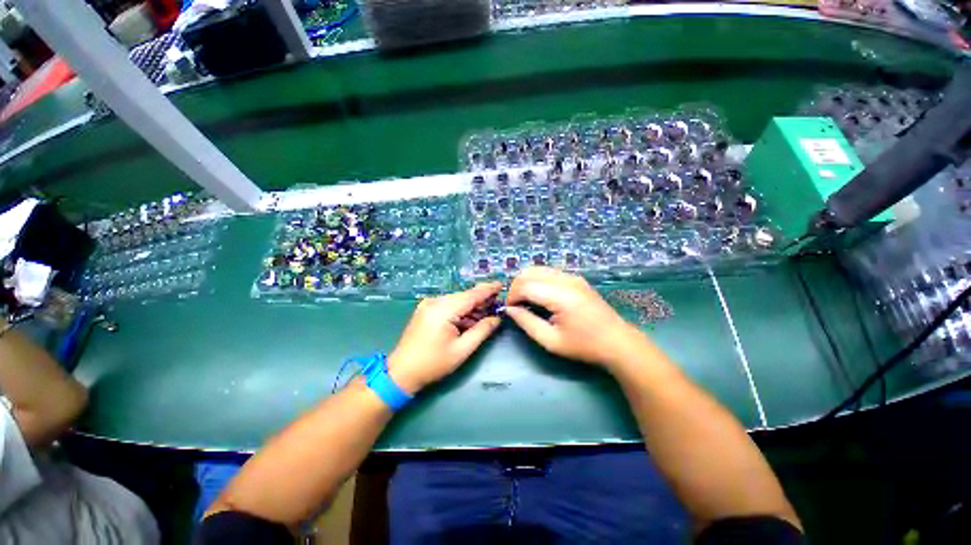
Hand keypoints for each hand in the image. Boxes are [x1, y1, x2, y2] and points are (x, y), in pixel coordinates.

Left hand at [388, 282, 502, 393]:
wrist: (401, 373)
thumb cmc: (433, 364)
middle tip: (496, 305)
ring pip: (456, 301)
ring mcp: (428, 305)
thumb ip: (482, 331)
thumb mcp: (462, 350)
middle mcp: (435, 302)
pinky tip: (469, 319)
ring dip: (471, 307)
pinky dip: (460, 311)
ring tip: (485, 315)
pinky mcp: (425, 310)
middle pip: (464, 297)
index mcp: (443, 310)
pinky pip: (448, 305)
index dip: (487, 289)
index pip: (471, 295)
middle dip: (481, 300)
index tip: (501, 284)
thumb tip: (496, 319)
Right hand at [505, 267, 648, 368]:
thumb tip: (510, 309)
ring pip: (538, 269)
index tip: (510, 310)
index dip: (512, 296)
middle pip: (529, 272)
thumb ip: (527, 323)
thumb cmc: (584, 346)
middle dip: (516, 286)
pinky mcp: (576, 278)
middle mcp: (565, 280)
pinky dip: (537, 280)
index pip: (525, 285)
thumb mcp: (551, 341)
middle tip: (516, 305)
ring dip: (526, 281)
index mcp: (560, 296)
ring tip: (526, 300)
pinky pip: (549, 272)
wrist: (617, 342)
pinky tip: (540, 296)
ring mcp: (572, 276)